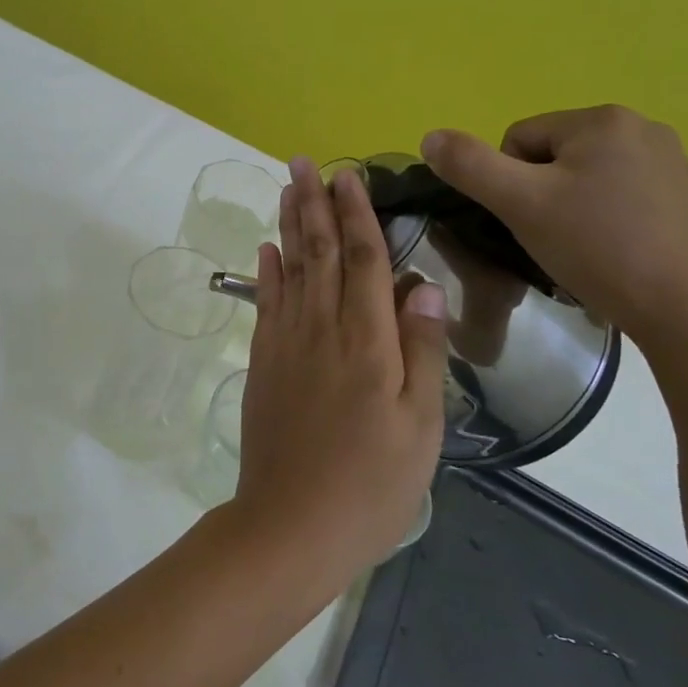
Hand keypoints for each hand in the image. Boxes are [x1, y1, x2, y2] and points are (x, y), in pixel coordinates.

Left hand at [232, 156, 449, 576]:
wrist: (291, 524)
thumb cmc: (371, 483)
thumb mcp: (420, 426)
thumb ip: (422, 351)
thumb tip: (423, 285)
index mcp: (366, 341)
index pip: (363, 260)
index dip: (357, 214)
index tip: (348, 176)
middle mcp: (321, 329)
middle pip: (319, 252)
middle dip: (314, 204)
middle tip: (303, 162)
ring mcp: (286, 343)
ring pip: (289, 269)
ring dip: (289, 225)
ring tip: (287, 188)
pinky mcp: (264, 363)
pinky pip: (266, 303)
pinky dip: (266, 271)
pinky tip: (267, 249)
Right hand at [420, 106, 687, 347]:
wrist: (686, 311)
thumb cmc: (597, 248)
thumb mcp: (520, 204)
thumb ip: (469, 165)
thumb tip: (430, 136)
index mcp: (602, 119)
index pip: (518, 139)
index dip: (508, 183)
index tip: (528, 221)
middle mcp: (641, 126)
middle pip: (551, 155)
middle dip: (540, 194)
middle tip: (552, 237)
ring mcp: (669, 160)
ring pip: (583, 176)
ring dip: (568, 206)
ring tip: (581, 247)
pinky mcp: (684, 194)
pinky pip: (617, 194)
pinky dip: (602, 218)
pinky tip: (611, 250)